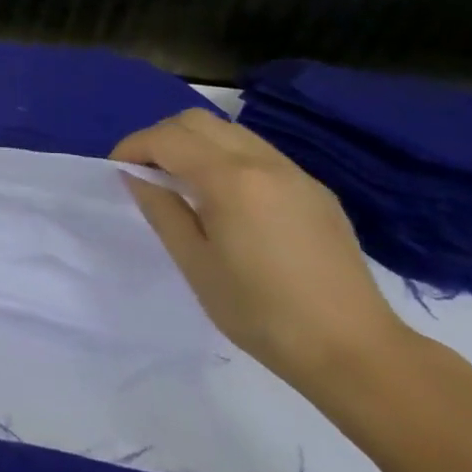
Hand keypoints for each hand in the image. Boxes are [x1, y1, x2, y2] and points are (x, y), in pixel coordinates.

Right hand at [112, 108, 413, 392]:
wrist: (354, 351)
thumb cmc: (260, 312)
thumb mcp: (195, 263)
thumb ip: (162, 209)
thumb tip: (138, 176)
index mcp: (230, 179)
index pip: (166, 138)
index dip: (132, 147)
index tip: (116, 171)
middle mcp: (263, 162)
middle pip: (197, 121)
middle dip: (161, 137)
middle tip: (145, 172)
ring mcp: (295, 173)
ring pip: (229, 131)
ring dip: (194, 144)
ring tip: (180, 183)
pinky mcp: (314, 190)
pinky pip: (257, 153)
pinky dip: (225, 157)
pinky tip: (224, 199)